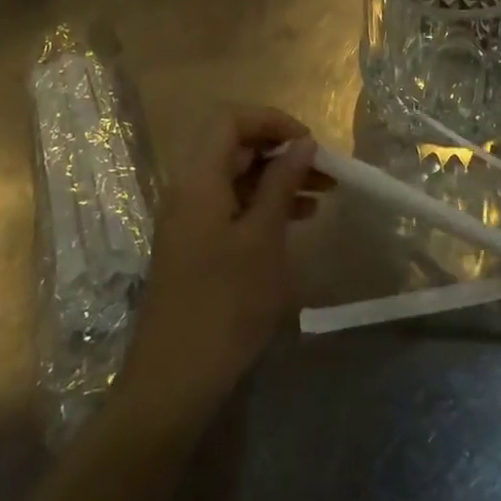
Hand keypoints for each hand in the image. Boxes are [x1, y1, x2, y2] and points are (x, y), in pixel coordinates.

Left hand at [119, 106, 323, 425]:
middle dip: (281, 150)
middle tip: (325, 170)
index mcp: (198, 178)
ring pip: (237, 177)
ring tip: (323, 194)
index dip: (271, 120)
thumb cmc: (225, 303)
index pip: (230, 119)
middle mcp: (188, 189)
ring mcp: (189, 219)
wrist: (174, 381)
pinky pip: (232, 205)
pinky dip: (264, 204)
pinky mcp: (195, 245)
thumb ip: (282, 183)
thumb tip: (302, 142)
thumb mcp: (264, 238)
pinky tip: (298, 220)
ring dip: (278, 178)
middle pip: (234, 146)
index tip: (309, 142)